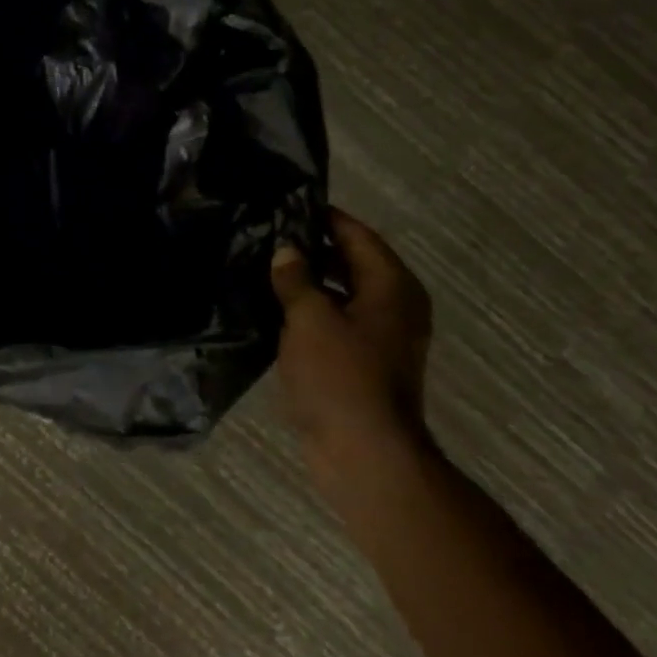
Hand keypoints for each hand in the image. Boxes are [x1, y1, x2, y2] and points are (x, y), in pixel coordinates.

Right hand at [271, 209, 433, 471]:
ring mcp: (380, 338)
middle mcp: (393, 307)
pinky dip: (310, 313)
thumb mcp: (310, 319)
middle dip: (312, 249)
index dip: (324, 218)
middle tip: (266, 236)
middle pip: (351, 263)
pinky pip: (335, 323)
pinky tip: (274, 310)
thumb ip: (296, 279)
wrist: (363, 451)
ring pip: (341, 295)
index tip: (286, 205)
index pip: (357, 236)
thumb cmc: (341, 377)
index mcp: (392, 287)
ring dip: (308, 283)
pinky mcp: (362, 363)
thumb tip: (286, 251)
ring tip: (263, 268)